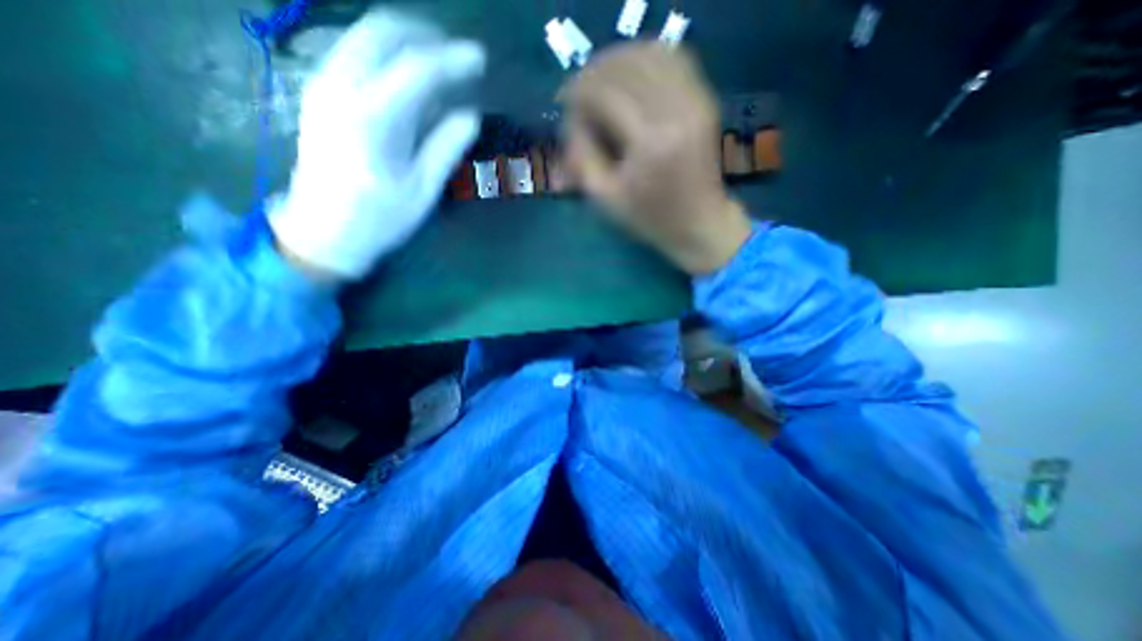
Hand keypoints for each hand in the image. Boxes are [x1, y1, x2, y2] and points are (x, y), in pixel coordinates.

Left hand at [271, 9, 485, 277]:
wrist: (321, 231)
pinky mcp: (319, 92)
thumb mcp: (421, 190)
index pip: (417, 70)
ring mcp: (323, 85)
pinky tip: (408, 78)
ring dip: (405, 39)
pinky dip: (386, 54)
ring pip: (364, 36)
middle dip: (425, 35)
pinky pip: (354, 52)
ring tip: (439, 61)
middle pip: (382, 32)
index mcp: (372, 119)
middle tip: (457, 53)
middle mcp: (340, 88)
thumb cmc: (379, 218)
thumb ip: (446, 147)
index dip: (452, 60)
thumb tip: (471, 114)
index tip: (480, 58)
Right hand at [561, 42, 749, 271]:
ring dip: (618, 63)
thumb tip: (572, 117)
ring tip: (600, 84)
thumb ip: (581, 155)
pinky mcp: (704, 99)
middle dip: (593, 74)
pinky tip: (630, 78)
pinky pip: (673, 57)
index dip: (577, 91)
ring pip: (649, 54)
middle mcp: (676, 110)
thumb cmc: (649, 218)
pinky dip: (645, 59)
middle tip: (579, 94)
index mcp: (649, 142)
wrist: (699, 223)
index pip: (604, 92)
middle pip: (625, 66)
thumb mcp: (605, 198)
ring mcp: (695, 100)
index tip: (563, 102)